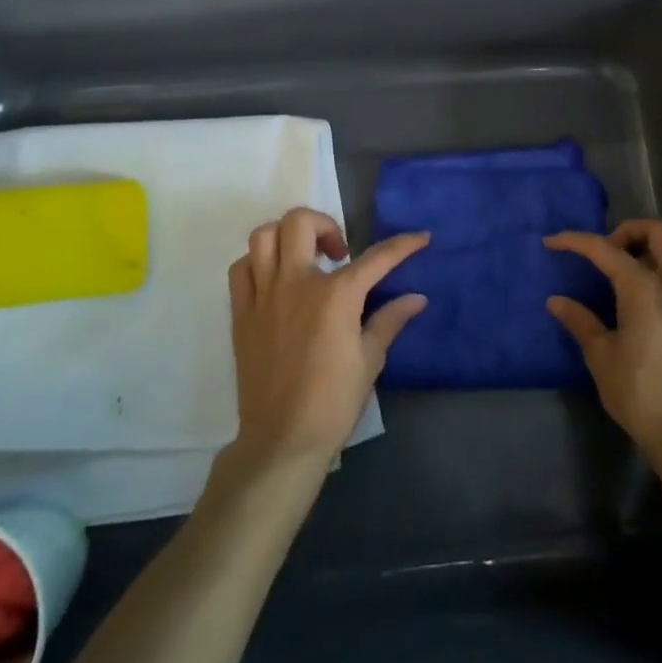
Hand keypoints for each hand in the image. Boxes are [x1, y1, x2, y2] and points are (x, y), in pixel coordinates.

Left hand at [227, 208, 428, 468]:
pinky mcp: (241, 313)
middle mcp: (296, 283)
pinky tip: (275, 280)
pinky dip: (258, 262)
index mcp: (335, 295)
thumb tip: (416, 298)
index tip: (420, 237)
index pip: (376, 258)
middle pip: (300, 222)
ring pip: (264, 236)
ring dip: (287, 237)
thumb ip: (390, 320)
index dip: (403, 244)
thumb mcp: (370, 360)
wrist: (282, 440)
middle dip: (325, 224)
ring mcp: (263, 295)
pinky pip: (242, 268)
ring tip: (304, 259)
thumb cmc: (333, 402)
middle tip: (338, 253)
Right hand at [545, 220, 661, 447]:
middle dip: (628, 230)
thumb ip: (581, 321)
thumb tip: (557, 301)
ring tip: (614, 278)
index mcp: (644, 287)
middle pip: (658, 230)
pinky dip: (653, 275)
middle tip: (603, 253)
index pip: (605, 248)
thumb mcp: (601, 356)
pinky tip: (632, 305)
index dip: (575, 241)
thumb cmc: (639, 391)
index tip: (551, 243)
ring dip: (643, 252)